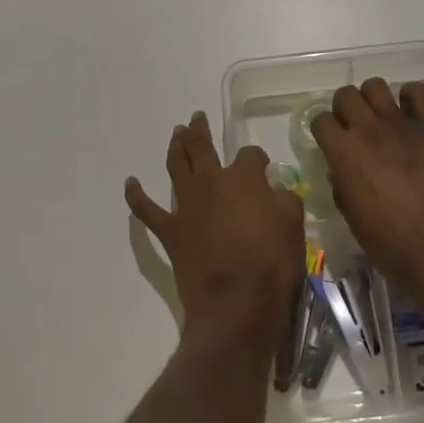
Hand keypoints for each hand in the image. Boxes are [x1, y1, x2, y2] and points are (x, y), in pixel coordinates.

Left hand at [126, 111, 304, 348]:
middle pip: (202, 147)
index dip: (257, 158)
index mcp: (244, 178)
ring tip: (176, 134)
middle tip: (196, 118)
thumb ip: (285, 202)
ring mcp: (187, 205)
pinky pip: (147, 210)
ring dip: (175, 147)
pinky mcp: (171, 232)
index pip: (250, 155)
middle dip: (200, 130)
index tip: (262, 167)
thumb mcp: (293, 228)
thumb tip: (277, 191)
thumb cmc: (271, 264)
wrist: (236, 304)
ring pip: (176, 166)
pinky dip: (137, 196)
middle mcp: (211, 182)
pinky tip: (131, 183)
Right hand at [311, 80, 423, 296]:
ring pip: (376, 86)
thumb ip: (341, 184)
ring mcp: (401, 125)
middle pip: (346, 95)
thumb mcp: (351, 216)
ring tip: (381, 117)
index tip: (330, 140)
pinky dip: (411, 97)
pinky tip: (410, 114)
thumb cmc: (389, 243)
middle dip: (345, 108)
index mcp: (343, 153)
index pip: (320, 119)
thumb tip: (342, 168)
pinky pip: (418, 92)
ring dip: (373, 99)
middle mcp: (368, 130)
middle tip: (354, 127)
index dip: (323, 129)